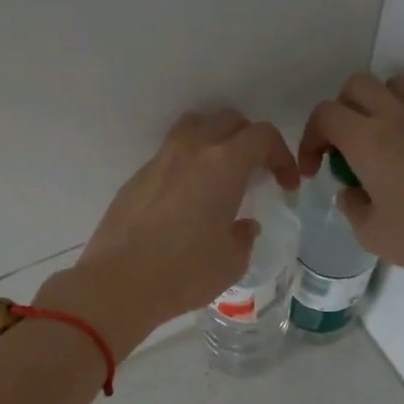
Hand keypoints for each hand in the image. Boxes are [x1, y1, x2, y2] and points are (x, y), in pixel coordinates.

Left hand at [38, 108, 299, 355]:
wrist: (119, 283)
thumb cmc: (184, 272)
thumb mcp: (231, 262)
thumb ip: (244, 236)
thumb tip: (243, 225)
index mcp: (224, 164)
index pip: (262, 136)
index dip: (281, 155)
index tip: (285, 184)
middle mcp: (191, 150)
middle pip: (227, 121)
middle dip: (249, 140)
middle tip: (255, 171)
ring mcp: (159, 161)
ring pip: (193, 127)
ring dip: (214, 139)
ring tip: (220, 172)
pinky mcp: (136, 178)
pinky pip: (169, 155)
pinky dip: (186, 163)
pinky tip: (186, 197)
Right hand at [300, 73, 403, 317]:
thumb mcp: (371, 234)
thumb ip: (351, 207)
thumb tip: (351, 192)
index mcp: (366, 139)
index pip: (324, 114)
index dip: (309, 138)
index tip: (313, 171)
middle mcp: (394, 117)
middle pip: (355, 87)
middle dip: (338, 113)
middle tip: (340, 150)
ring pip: (390, 85)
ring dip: (373, 104)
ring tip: (373, 141)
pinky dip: (402, 115)